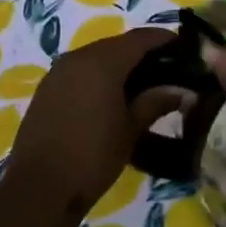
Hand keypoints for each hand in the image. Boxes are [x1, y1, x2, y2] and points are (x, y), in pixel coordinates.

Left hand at [3, 27, 184, 214]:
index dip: (164, 39)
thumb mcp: (131, 129)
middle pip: (117, 44)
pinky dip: (99, 76)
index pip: (140, 38)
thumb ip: (156, 102)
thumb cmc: (93, 156)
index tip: (185, 48)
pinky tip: (112, 96)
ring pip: (96, 57)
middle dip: (143, 53)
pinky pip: (80, 71)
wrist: (40, 188)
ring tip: (143, 85)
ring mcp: (58, 72)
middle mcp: (78, 57)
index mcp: (102, 62)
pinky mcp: (46, 89)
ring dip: (119, 64)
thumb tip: (185, 92)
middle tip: (168, 70)